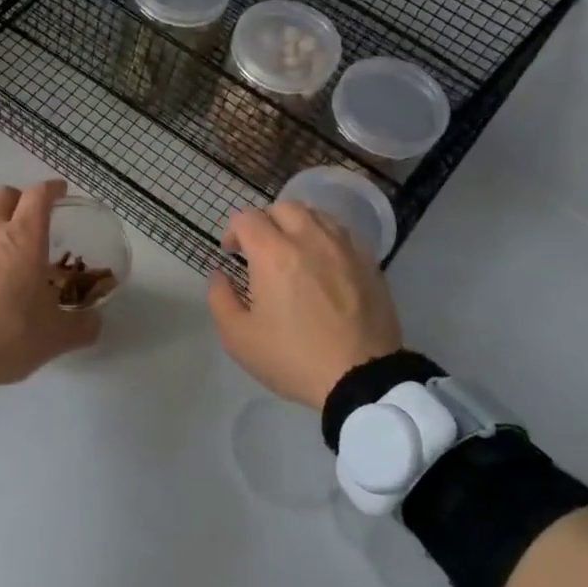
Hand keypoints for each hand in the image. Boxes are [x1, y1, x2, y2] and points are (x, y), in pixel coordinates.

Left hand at [0, 181, 100, 387]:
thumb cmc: (6, 337)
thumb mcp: (55, 338)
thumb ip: (83, 326)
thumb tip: (96, 321)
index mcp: (24, 237)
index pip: (39, 195)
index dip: (52, 189)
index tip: (59, 193)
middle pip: (3, 193)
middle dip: (19, 199)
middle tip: (26, 217)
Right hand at [207, 202, 402, 408]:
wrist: (361, 378)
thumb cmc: (293, 358)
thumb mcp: (238, 338)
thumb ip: (220, 299)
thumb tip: (219, 275)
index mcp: (273, 254)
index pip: (247, 218)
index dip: (233, 231)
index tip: (231, 253)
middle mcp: (309, 239)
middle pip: (283, 208)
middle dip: (265, 221)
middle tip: (260, 248)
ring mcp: (343, 247)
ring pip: (316, 214)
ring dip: (297, 225)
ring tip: (292, 250)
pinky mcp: (368, 261)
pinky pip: (342, 233)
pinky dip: (325, 237)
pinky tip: (323, 262)